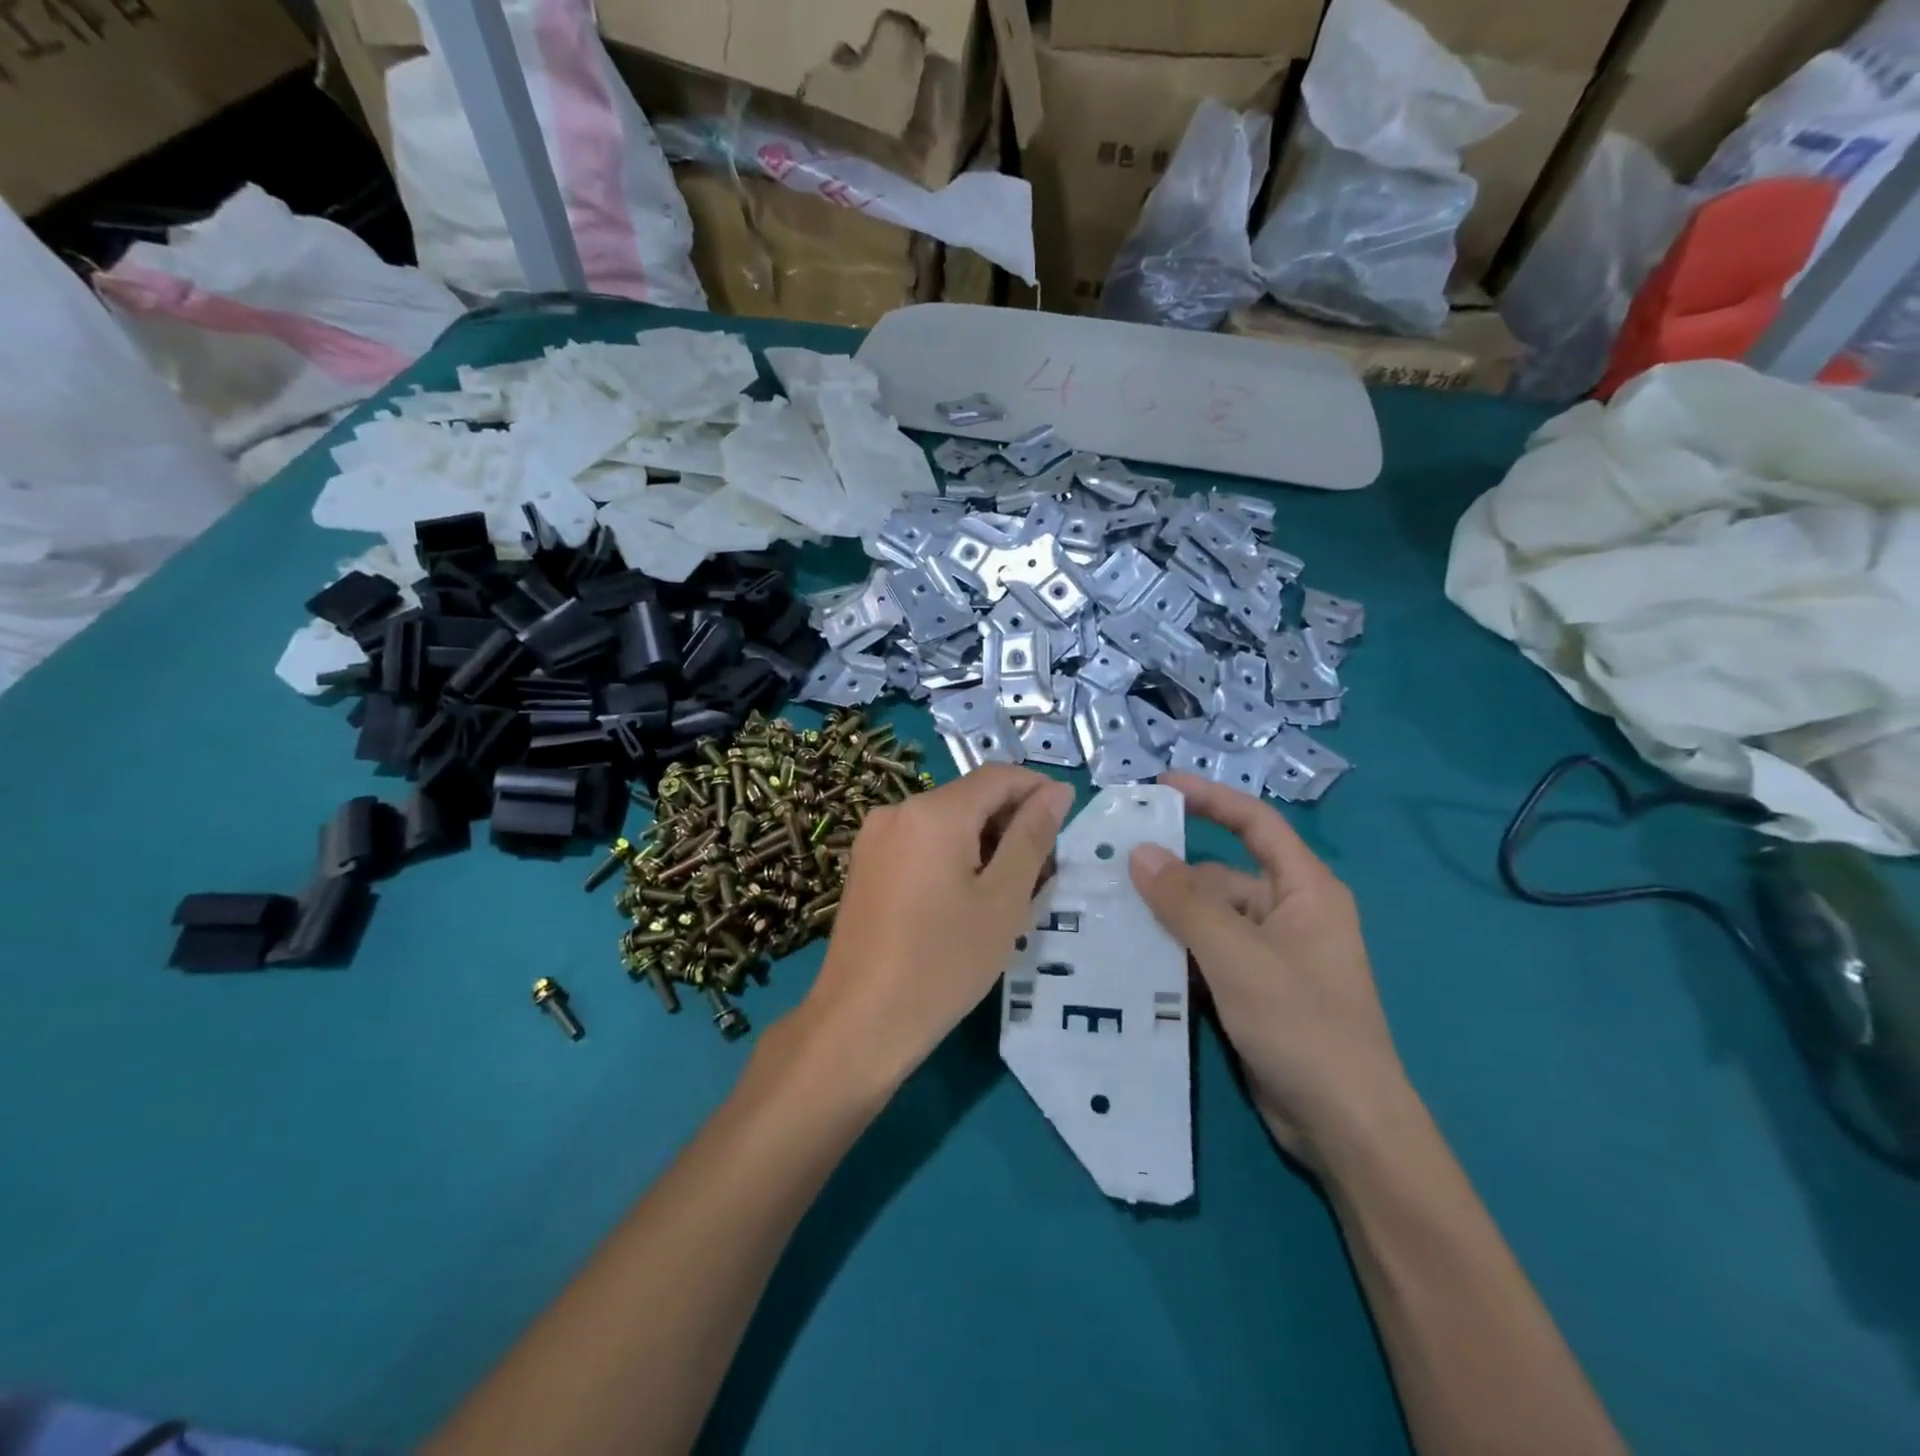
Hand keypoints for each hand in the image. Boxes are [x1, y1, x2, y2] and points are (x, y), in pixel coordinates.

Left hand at [800, 766, 1073, 1091]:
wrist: (860, 1022)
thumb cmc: (943, 962)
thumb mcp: (1003, 900)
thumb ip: (1032, 837)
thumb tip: (1056, 791)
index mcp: (934, 812)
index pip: (998, 777)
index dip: (1038, 789)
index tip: (1067, 818)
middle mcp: (899, 810)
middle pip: (969, 797)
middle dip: (1011, 821)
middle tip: (1044, 870)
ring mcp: (875, 837)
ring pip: (945, 821)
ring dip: (984, 840)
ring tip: (1010, 889)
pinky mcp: (865, 864)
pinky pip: (920, 842)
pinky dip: (952, 854)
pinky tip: (967, 897)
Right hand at [1129, 772, 1408, 1170]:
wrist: (1344, 1127)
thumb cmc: (1303, 1025)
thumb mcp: (1238, 956)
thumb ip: (1186, 903)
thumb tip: (1139, 851)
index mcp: (1304, 889)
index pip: (1255, 824)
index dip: (1210, 799)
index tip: (1159, 786)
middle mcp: (1288, 913)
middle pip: (1219, 878)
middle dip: (1170, 879)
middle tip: (1109, 877)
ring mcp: (1270, 955)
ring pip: (1207, 920)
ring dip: (1166, 921)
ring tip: (1108, 917)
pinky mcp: (1253, 990)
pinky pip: (1206, 956)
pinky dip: (1175, 954)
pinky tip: (1133, 959)